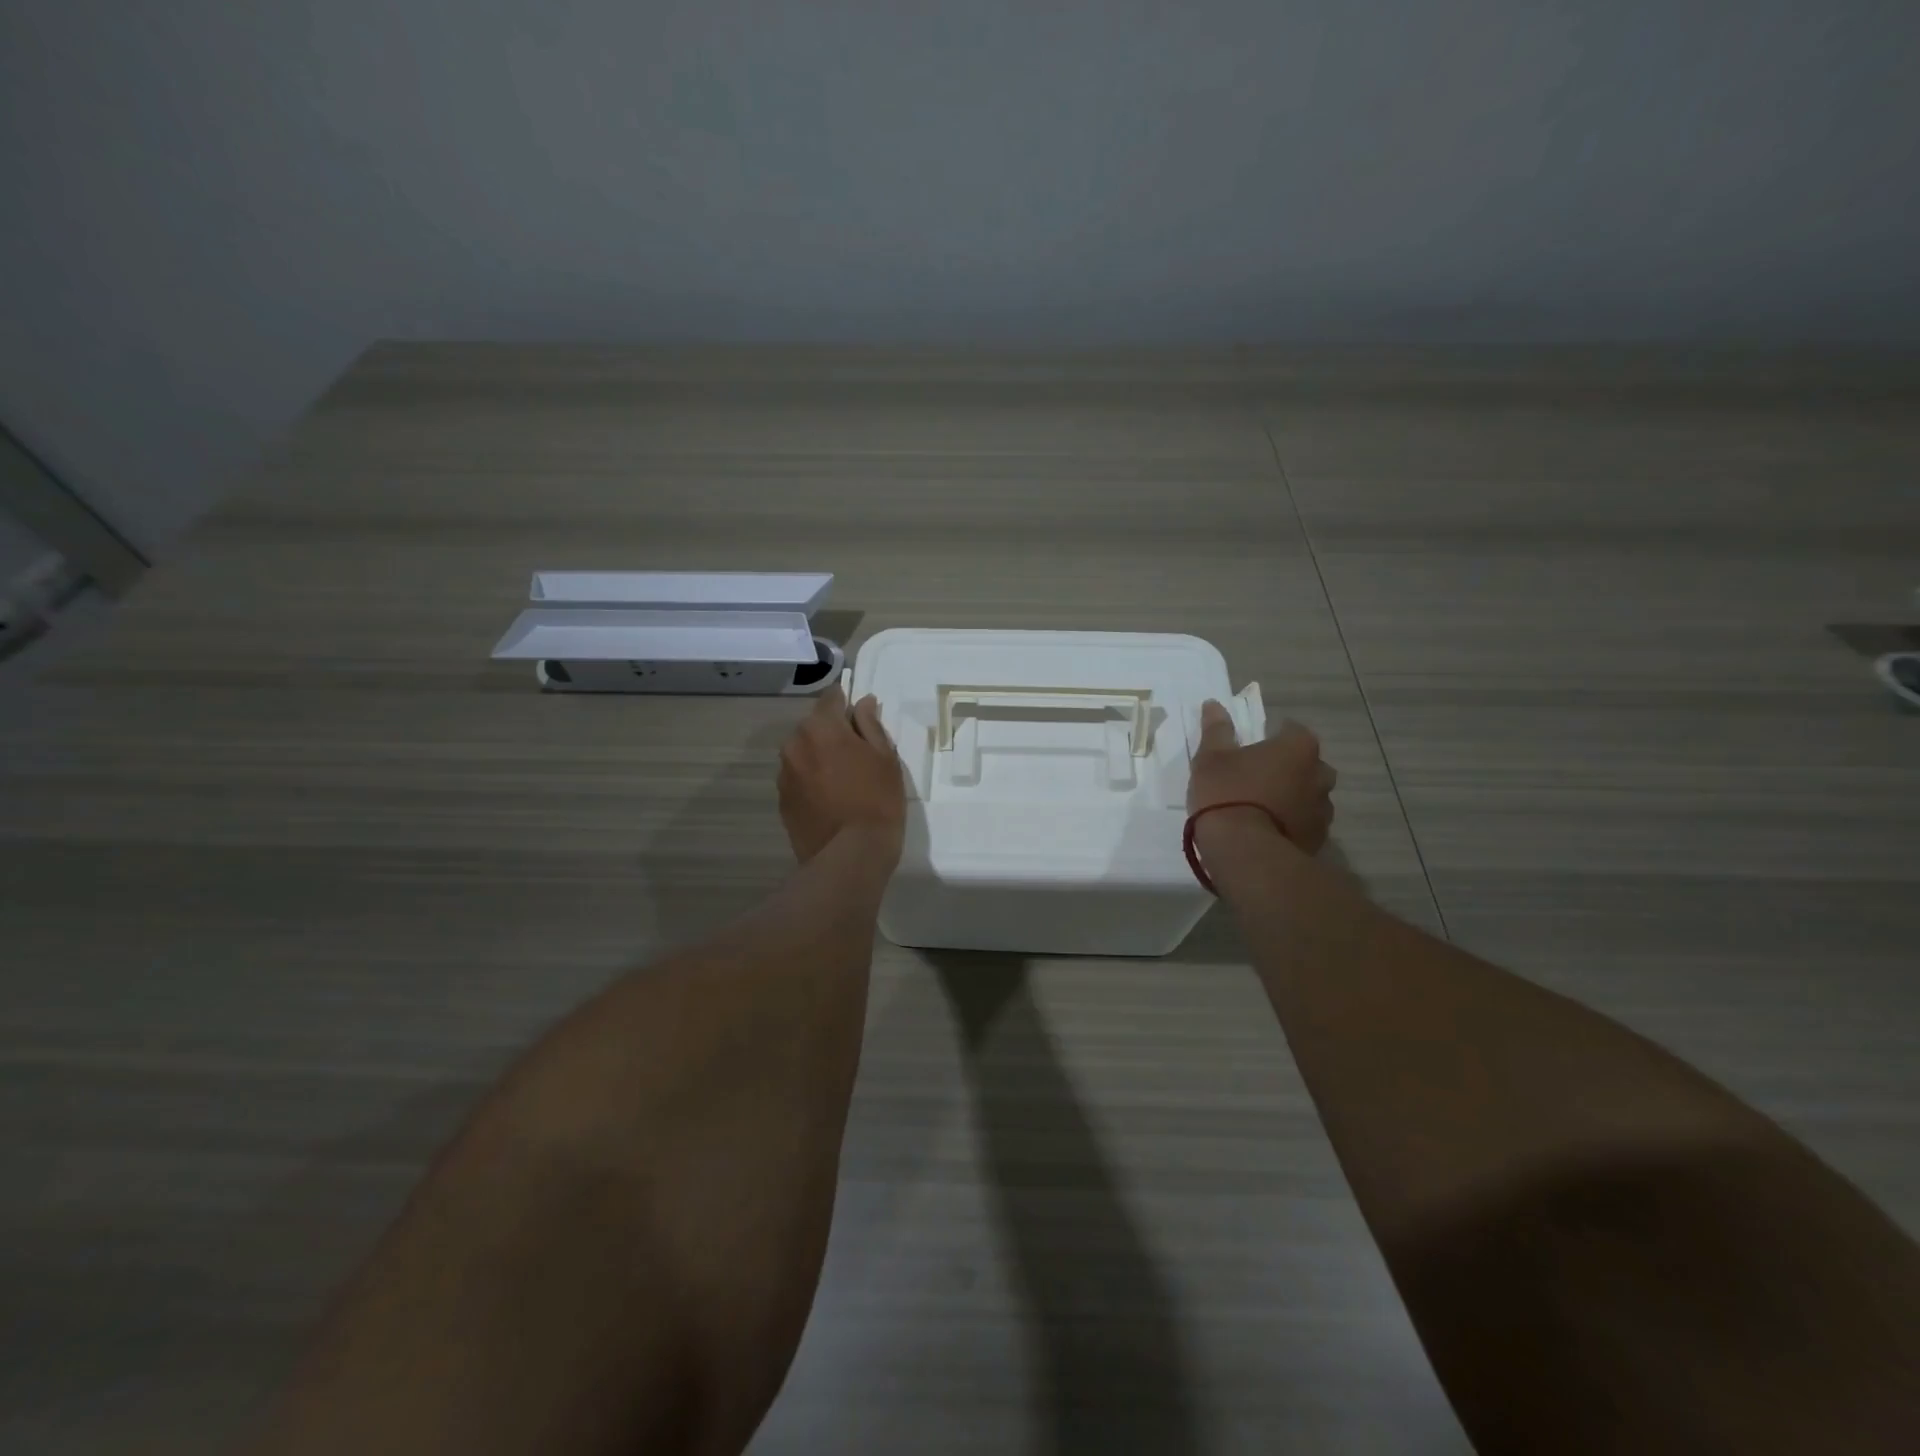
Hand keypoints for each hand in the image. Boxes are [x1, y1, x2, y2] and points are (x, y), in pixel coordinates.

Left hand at [778, 686, 906, 864]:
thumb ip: (870, 725)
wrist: (849, 856)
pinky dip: (811, 780)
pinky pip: (798, 778)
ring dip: (820, 757)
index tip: (860, 714)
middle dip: (832, 732)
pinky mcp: (782, 800)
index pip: (831, 697)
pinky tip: (831, 799)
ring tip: (844, 780)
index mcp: (821, 727)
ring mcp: (784, 774)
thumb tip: (863, 703)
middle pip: (814, 726)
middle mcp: (794, 744)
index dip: (846, 701)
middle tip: (858, 754)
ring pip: (804, 753)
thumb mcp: (885, 758)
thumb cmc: (877, 800)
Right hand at [1187, 701, 1335, 853]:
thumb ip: (1216, 730)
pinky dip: (1291, 823)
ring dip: (1291, 797)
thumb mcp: (1211, 758)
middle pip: (1306, 764)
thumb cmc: (1227, 794)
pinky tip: (1267, 831)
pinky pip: (1304, 822)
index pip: (1291, 730)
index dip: (1271, 737)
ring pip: (1308, 795)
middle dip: (1287, 768)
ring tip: (1260, 809)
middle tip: (1256, 778)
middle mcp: (1320, 774)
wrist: (1245, 852)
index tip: (1251, 749)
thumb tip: (1214, 704)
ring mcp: (1323, 809)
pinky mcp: (1319, 839)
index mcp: (1298, 748)